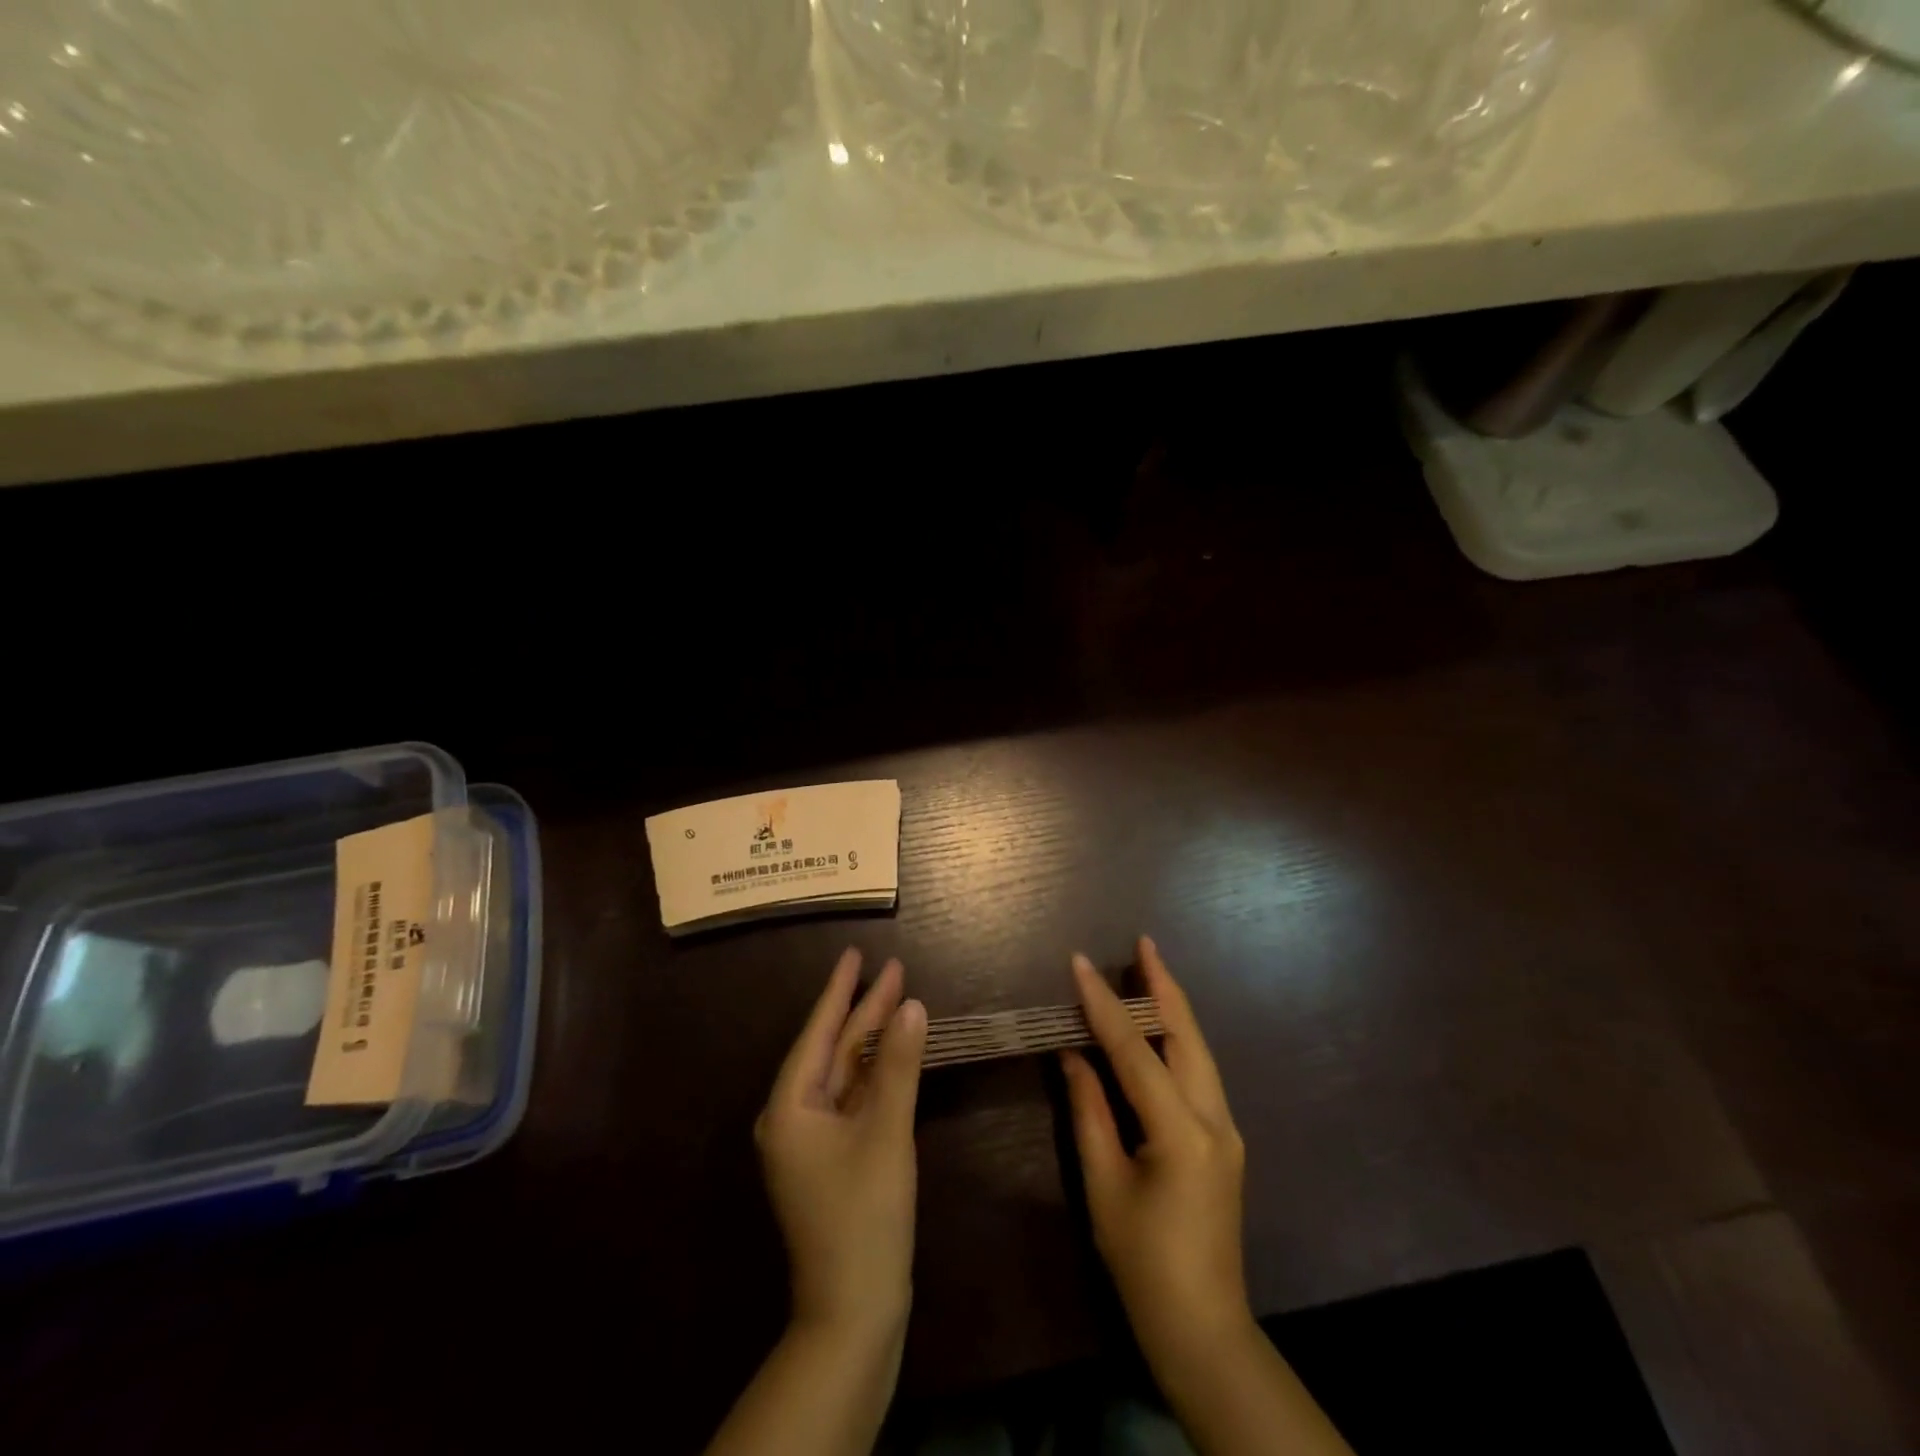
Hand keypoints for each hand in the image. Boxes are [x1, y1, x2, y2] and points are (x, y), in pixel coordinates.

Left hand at [755, 948, 927, 1340]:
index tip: (856, 953)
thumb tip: (912, 1005)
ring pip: (845, 1074)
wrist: (854, 1314)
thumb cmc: (864, 1218)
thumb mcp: (885, 1133)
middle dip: (864, 1010)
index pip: (818, 1032)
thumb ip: (898, 1066)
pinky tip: (895, 1053)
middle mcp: (793, 1117)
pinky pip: (853, 1099)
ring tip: (899, 998)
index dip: (841, 990)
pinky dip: (875, 1074)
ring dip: (872, 1040)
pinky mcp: (833, 1159)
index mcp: (789, 1108)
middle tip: (893, 968)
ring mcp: (812, 1141)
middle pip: (834, 1050)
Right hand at [1061, 937, 1252, 1367]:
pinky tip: (1160, 1026)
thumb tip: (1073, 1055)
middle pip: (1187, 1036)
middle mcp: (1215, 1118)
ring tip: (1150, 967)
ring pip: (1200, 1050)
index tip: (1079, 962)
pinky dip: (1178, 1039)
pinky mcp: (1225, 1139)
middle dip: (1163, 985)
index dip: (1103, 1004)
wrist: (1204, 1329)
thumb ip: (1088, 1112)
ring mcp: (1227, 1128)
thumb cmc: (1143, 1263)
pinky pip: (1200, 1072)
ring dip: (1173, 1007)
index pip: (1135, 1050)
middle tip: (1143, 942)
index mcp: (1181, 1131)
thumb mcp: (1104, 1185)